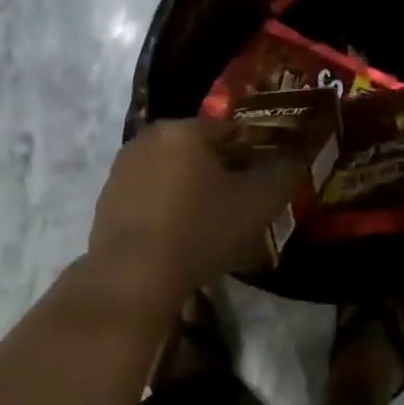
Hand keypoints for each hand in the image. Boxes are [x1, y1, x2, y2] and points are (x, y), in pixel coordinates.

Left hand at [88, 118, 305, 306]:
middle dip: (223, 175)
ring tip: (212, 228)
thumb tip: (296, 158)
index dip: (255, 154)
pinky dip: (167, 212)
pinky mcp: (106, 203)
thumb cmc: (200, 230)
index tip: (267, 183)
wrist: (133, 275)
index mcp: (183, 129)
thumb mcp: (258, 203)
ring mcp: (121, 171)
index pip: (231, 130)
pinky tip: (180, 240)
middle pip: (198, 152)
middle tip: (242, 208)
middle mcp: (146, 140)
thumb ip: (284, 174)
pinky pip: (150, 200)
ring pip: (172, 176)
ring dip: (193, 194)